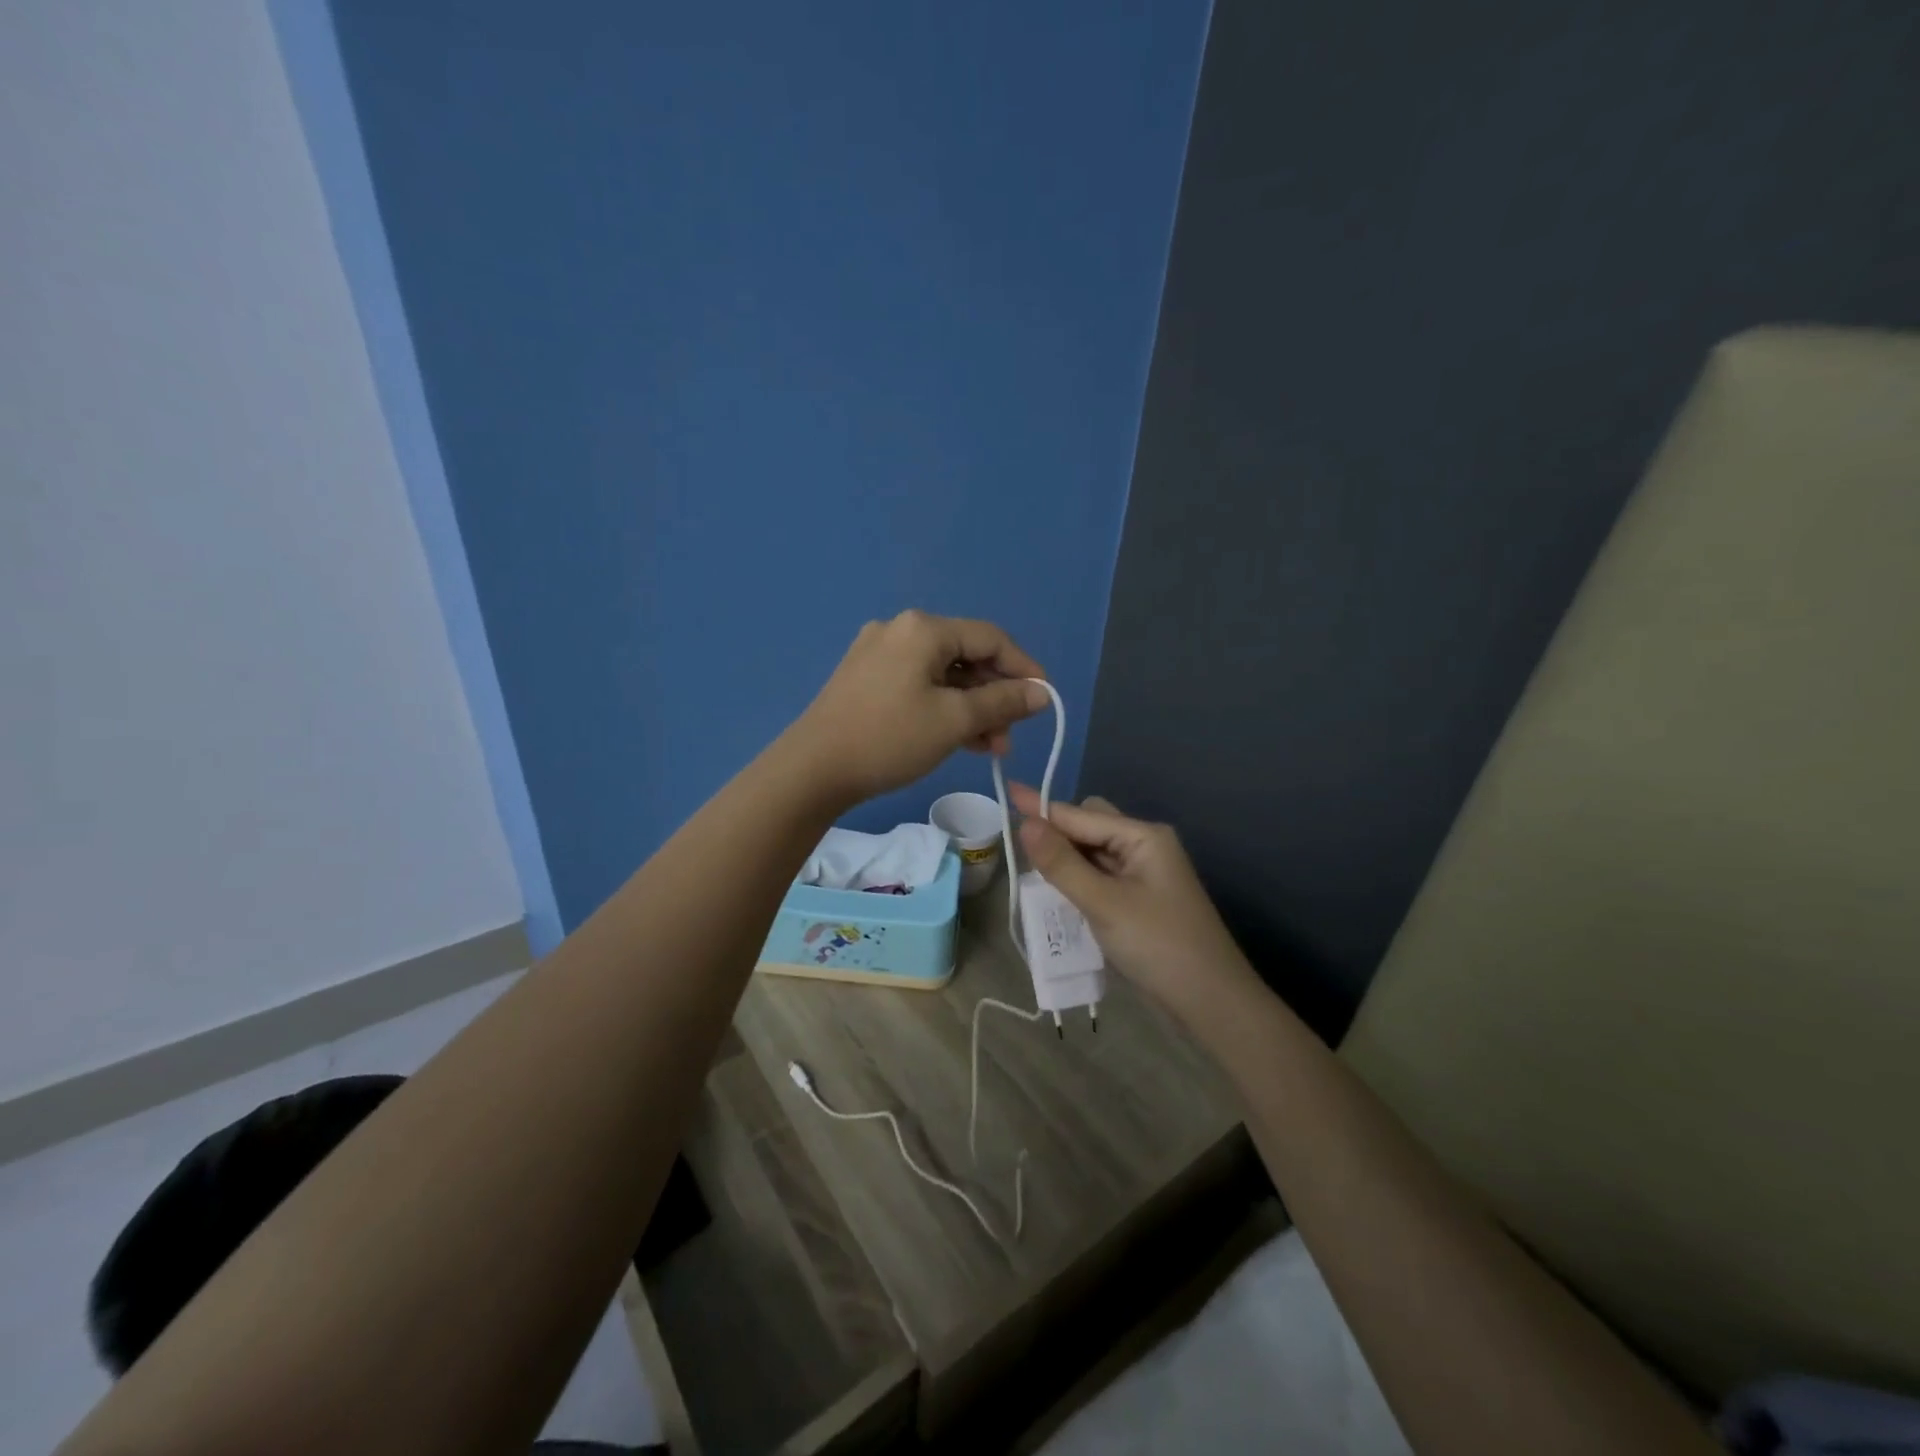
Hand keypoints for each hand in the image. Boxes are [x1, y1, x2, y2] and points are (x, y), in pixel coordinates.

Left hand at [789, 611, 1049, 805]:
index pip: (990, 638)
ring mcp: (879, 654)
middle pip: (965, 656)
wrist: (813, 768)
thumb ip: (1002, 702)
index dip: (1024, 668)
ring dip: (971, 708)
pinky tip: (959, 739)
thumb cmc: (890, 738)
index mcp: (923, 629)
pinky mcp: (866, 678)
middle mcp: (900, 630)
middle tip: (1010, 734)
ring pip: (942, 675)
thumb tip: (1041, 692)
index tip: (1044, 700)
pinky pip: (919, 686)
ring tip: (989, 746)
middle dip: (994, 696)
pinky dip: (943, 708)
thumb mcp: (954, 721)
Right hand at [1012, 785, 1258, 1023]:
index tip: (1007, 791)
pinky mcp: (1140, 899)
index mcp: (1143, 836)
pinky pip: (1101, 876)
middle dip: (1056, 833)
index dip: (1041, 807)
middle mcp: (1144, 846)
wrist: (1211, 1001)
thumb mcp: (1104, 903)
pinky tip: (1059, 894)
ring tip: (1032, 873)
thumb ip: (1062, 863)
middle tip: (1021, 852)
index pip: (1080, 815)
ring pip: (1093, 852)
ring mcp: (1144, 874)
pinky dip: (1079, 880)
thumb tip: (1025, 824)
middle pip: (1089, 825)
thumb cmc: (1158, 945)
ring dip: (1066, 859)